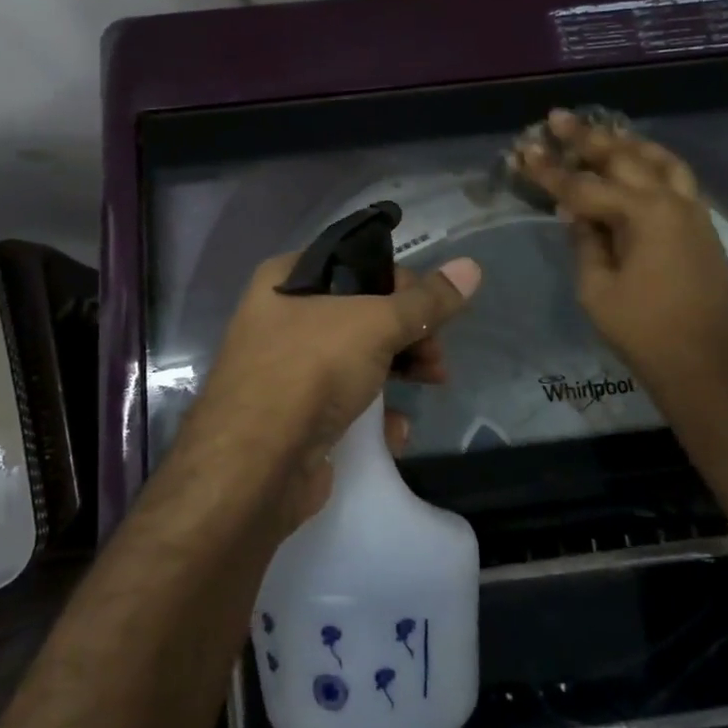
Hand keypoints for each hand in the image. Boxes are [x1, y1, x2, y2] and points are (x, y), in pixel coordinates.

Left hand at [177, 255, 481, 528]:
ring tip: (432, 384)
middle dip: (407, 333)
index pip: (354, 262)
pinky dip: (372, 413)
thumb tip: (471, 267)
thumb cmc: (311, 369)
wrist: (255, 466)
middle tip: (437, 356)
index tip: (434, 307)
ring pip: (355, 358)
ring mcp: (283, 370)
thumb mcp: (375, 324)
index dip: (400, 281)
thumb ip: (425, 301)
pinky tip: (395, 430)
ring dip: (399, 370)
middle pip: (360, 313)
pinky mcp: (292, 417)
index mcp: (284, 279)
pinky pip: (342, 403)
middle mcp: (279, 318)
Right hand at [515, 109, 727, 400]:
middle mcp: (672, 201)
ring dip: (627, 143)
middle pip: (624, 158)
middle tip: (559, 118)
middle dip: (587, 137)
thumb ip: (585, 243)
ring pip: (660, 160)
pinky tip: (638, 165)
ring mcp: (693, 211)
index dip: (550, 171)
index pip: (584, 186)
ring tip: (602, 132)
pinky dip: (653, 162)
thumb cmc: (643, 331)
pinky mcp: (703, 226)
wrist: (707, 364)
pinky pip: (677, 178)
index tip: (524, 150)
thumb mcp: (597, 289)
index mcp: (642, 215)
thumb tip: (577, 214)